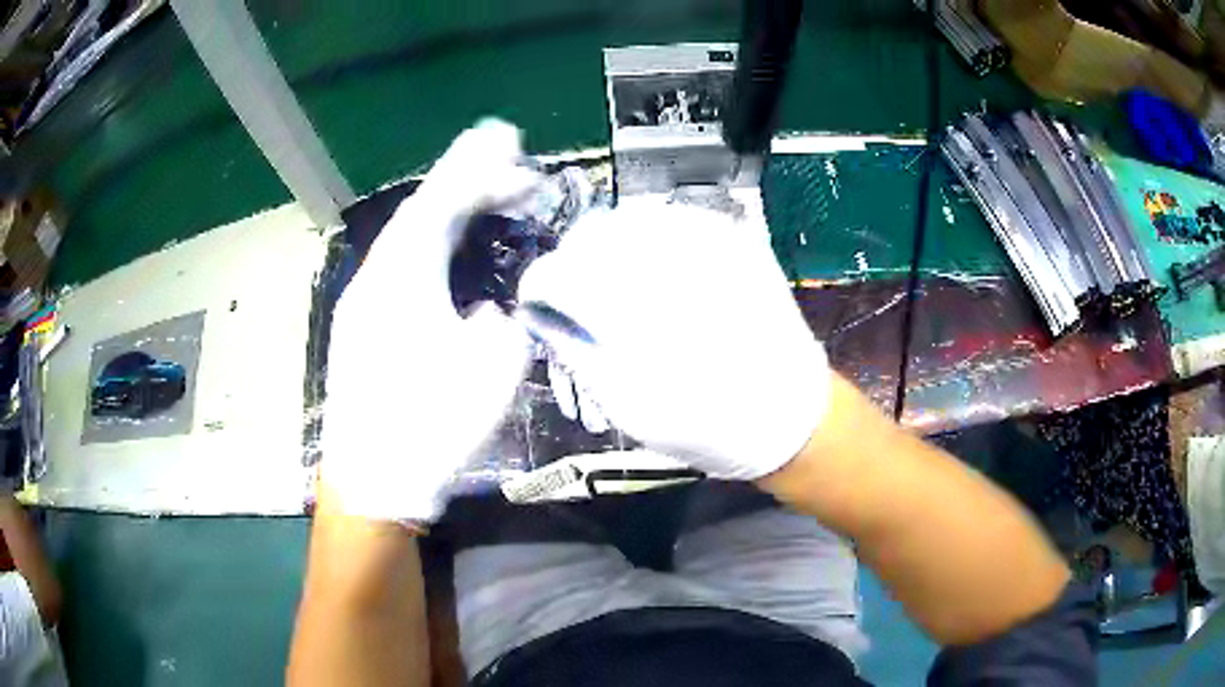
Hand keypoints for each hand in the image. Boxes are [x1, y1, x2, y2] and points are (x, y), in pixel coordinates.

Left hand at [323, 120, 537, 521]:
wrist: (371, 478)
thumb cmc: (430, 426)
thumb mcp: (490, 371)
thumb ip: (501, 322)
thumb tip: (488, 310)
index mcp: (403, 276)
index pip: (441, 202)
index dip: (478, 169)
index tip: (512, 146)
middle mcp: (376, 277)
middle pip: (423, 213)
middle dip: (469, 185)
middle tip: (516, 173)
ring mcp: (363, 301)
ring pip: (410, 239)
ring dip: (452, 217)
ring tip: (492, 205)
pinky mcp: (361, 326)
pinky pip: (401, 266)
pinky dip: (433, 248)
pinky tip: (455, 259)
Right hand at [519, 198, 829, 479]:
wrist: (791, 413)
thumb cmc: (707, 426)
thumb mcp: (627, 406)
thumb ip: (577, 350)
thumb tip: (546, 312)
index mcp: (638, 310)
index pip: (559, 272)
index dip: (540, 288)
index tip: (541, 306)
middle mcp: (671, 261)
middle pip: (591, 235)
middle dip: (573, 265)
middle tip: (580, 299)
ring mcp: (709, 241)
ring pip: (629, 220)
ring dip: (610, 249)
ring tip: (619, 286)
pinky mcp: (734, 238)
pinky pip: (671, 220)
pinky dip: (649, 240)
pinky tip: (658, 271)